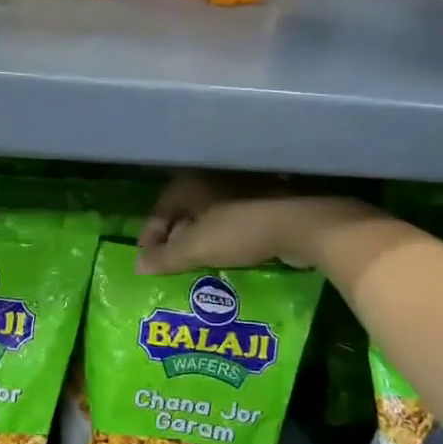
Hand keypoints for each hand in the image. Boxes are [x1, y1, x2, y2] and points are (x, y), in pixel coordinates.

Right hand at [136, 172, 380, 273]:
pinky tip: (226, 256)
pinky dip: (224, 237)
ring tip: (196, 263)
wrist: (303, 223)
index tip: (147, 262)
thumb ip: (165, 257)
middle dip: (174, 238)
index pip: (159, 210)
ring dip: (200, 238)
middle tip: (169, 264)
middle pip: (183, 212)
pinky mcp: (265, 199)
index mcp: (190, 183)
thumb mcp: (196, 248)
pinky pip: (233, 220)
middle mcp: (212, 178)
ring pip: (209, 215)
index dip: (149, 238)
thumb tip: (138, 266)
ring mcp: (241, 186)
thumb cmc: (240, 229)